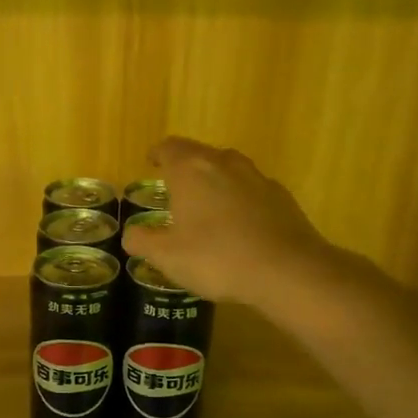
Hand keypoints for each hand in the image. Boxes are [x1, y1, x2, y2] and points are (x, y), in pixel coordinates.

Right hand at [121, 138, 333, 304]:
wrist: (287, 270)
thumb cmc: (217, 258)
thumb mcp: (167, 257)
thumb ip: (143, 241)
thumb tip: (130, 234)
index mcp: (191, 170)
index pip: (169, 148)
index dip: (158, 154)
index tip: (152, 162)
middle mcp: (223, 163)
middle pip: (199, 154)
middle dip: (185, 167)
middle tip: (175, 188)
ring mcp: (256, 177)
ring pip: (228, 169)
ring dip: (215, 181)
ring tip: (207, 205)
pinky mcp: (281, 197)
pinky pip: (251, 190)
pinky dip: (240, 199)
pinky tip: (239, 225)